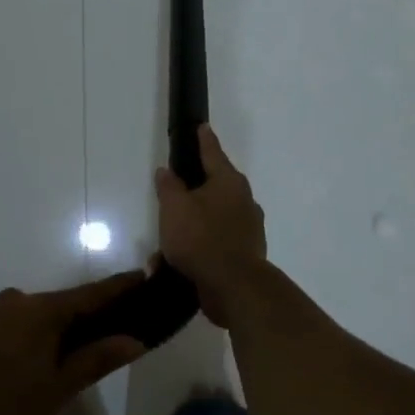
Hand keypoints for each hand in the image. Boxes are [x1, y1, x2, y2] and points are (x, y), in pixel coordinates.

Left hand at [0, 274, 146, 414]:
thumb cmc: (0, 407)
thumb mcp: (55, 391)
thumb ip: (94, 361)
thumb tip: (135, 338)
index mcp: (42, 312)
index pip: (89, 294)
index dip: (117, 288)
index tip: (140, 276)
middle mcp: (13, 301)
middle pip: (54, 307)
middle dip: (74, 320)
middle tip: (89, 342)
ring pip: (22, 318)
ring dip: (38, 334)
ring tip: (41, 366)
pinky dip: (9, 342)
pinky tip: (2, 370)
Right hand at [155, 124, 267, 326]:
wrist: (234, 287)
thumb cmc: (201, 238)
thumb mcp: (174, 208)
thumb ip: (169, 187)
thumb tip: (167, 171)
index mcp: (228, 182)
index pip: (213, 152)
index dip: (204, 139)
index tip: (202, 127)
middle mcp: (243, 200)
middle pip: (215, 186)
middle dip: (193, 191)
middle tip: (174, 193)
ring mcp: (248, 228)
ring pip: (213, 218)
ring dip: (191, 226)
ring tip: (166, 242)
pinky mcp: (246, 253)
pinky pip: (215, 243)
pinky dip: (198, 248)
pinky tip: (176, 263)